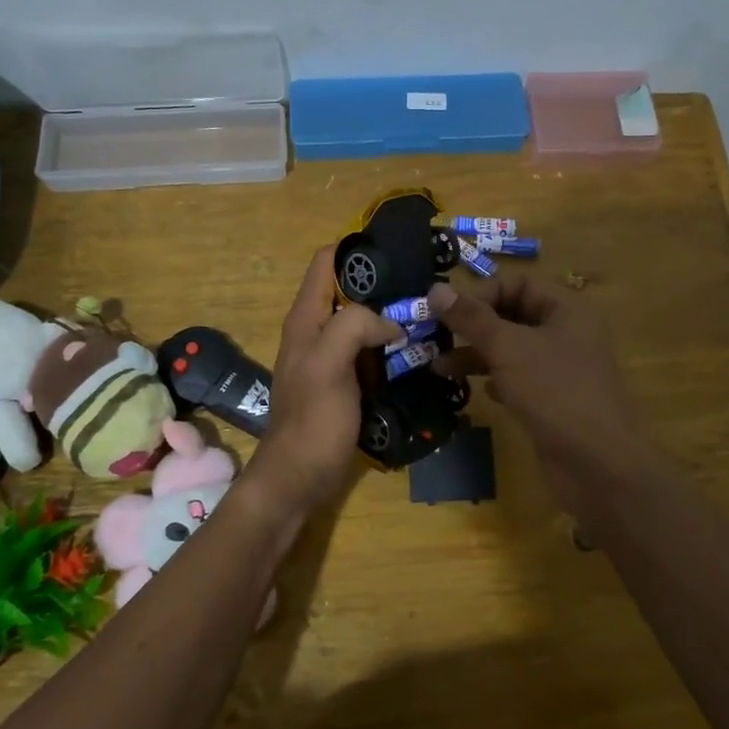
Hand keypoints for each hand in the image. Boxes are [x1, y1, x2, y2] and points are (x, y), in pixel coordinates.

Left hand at [243, 247, 397, 517]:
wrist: (299, 479)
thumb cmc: (311, 421)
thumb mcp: (328, 365)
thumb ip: (353, 326)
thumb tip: (390, 321)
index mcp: (306, 318)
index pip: (326, 262)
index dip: (357, 249)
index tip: (397, 251)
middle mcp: (316, 331)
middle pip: (349, 289)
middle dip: (383, 283)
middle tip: (424, 285)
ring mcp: (331, 357)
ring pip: (363, 321)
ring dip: (391, 315)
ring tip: (429, 313)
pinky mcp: (346, 381)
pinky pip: (371, 351)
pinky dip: (391, 345)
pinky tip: (418, 349)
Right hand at [429, 275, 647, 487]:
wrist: (598, 465)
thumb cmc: (555, 393)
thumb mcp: (508, 349)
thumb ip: (471, 319)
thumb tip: (435, 289)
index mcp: (567, 309)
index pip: (517, 284)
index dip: (481, 294)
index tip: (447, 312)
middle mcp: (567, 333)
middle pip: (512, 316)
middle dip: (473, 326)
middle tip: (435, 337)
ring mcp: (561, 369)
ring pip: (511, 350)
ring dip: (477, 355)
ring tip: (439, 368)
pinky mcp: (553, 400)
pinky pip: (519, 379)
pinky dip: (496, 380)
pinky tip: (479, 392)